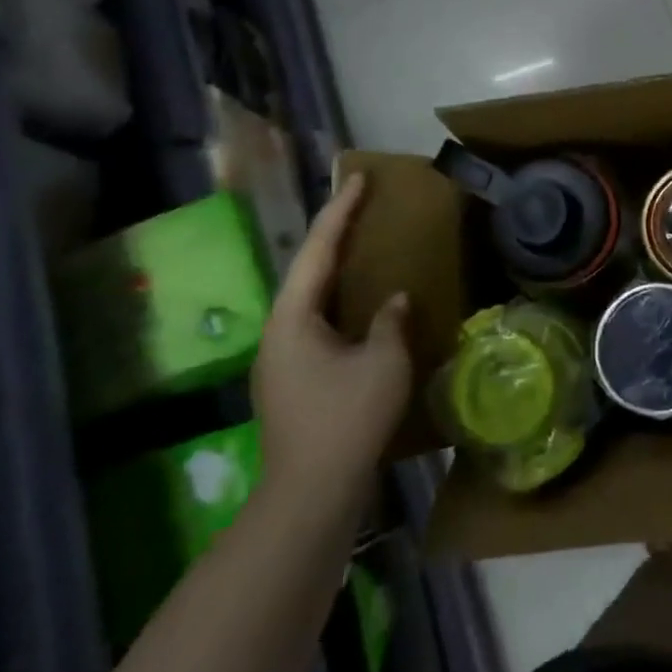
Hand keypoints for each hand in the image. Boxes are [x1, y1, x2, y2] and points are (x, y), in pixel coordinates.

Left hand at [252, 175, 411, 524]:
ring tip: (363, 249)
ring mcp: (281, 360)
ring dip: (335, 272)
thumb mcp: (382, 362)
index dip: (340, 212)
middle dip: (333, 237)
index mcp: (293, 318)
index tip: (358, 179)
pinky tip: (359, 308)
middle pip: (306, 272)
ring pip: (309, 301)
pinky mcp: (293, 382)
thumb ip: (389, 322)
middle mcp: (278, 332)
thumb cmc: (348, 418)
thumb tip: (393, 301)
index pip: (318, 252)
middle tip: (361, 206)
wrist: (311, 492)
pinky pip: (316, 325)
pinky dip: (338, 303)